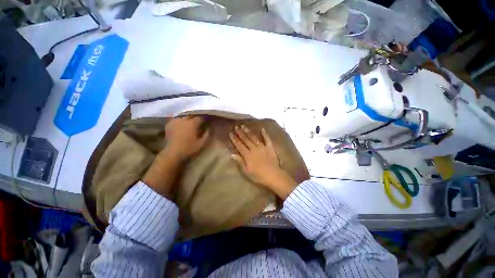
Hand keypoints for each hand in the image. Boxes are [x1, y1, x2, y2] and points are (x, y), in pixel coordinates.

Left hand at [165, 116, 209, 160]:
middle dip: (196, 117)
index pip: (200, 117)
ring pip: (183, 115)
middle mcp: (183, 119)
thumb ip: (206, 135)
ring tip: (190, 120)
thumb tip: (209, 128)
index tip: (207, 120)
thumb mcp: (201, 143)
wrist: (173, 152)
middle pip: (191, 115)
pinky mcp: (169, 124)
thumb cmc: (188, 148)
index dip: (204, 118)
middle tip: (199, 120)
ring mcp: (175, 121)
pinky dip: (180, 119)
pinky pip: (176, 118)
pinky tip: (181, 122)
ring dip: (188, 117)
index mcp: (192, 123)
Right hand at [229, 125, 296, 199]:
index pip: (239, 145)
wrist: (273, 176)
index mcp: (248, 155)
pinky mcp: (270, 147)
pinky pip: (267, 139)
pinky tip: (262, 129)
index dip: (234, 139)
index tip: (230, 133)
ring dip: (248, 131)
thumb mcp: (247, 171)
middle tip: (236, 126)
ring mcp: (262, 147)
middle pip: (246, 139)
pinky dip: (265, 134)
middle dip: (240, 133)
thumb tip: (232, 154)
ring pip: (254, 137)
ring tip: (244, 126)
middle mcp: (254, 148)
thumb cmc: (259, 176)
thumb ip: (240, 161)